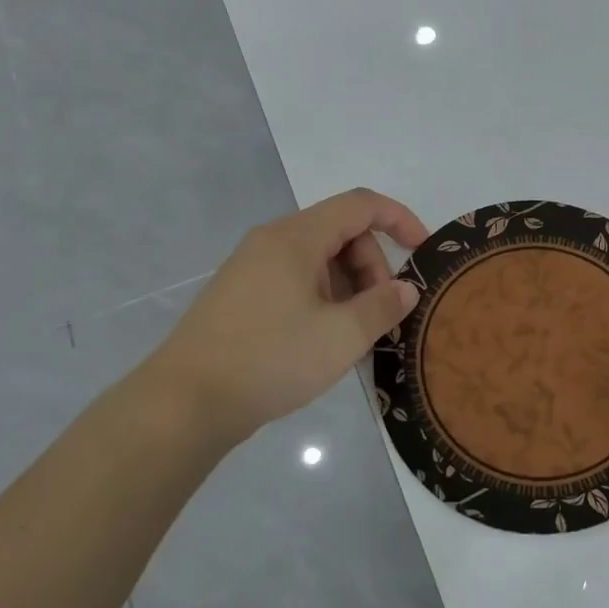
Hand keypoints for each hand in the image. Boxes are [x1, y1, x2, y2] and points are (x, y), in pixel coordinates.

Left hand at [135, 189, 427, 450]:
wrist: (184, 402)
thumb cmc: (270, 359)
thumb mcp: (342, 337)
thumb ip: (383, 306)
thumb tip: (405, 289)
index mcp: (297, 237)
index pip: (360, 205)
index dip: (400, 219)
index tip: (423, 252)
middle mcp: (273, 241)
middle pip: (341, 233)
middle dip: (372, 267)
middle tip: (380, 315)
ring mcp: (252, 267)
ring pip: (319, 260)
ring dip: (348, 288)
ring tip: (354, 335)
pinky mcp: (241, 295)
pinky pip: (296, 280)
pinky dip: (323, 299)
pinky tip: (324, 340)